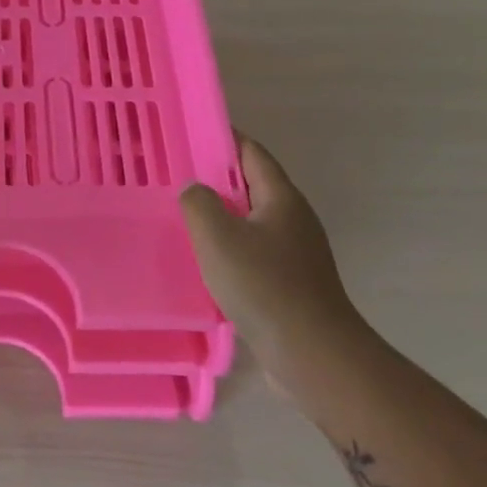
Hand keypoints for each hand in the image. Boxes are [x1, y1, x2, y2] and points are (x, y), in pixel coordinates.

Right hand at [180, 135, 374, 395]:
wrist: (312, 353)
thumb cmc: (264, 285)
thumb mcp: (218, 236)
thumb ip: (198, 203)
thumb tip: (194, 190)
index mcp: (281, 198)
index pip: (251, 152)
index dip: (222, 138)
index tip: (188, 133)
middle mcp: (293, 219)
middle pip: (251, 185)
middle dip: (214, 177)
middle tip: (174, 176)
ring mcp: (295, 252)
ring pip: (250, 220)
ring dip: (220, 215)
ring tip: (181, 216)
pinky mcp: (290, 282)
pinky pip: (253, 250)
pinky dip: (228, 245)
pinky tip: (203, 260)